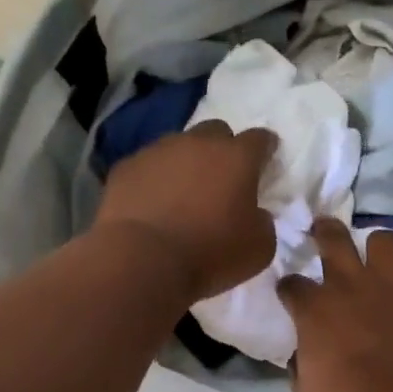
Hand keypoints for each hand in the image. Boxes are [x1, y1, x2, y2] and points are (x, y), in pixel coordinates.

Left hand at [95, 120, 278, 303]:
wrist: (142, 260)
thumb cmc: (210, 253)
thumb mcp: (259, 248)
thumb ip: (263, 221)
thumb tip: (254, 213)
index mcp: (237, 158)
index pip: (260, 139)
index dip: (266, 149)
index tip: (266, 161)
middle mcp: (197, 143)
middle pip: (216, 131)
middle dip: (222, 149)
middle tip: (222, 178)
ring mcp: (157, 151)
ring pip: (178, 145)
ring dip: (185, 163)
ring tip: (182, 193)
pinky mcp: (125, 167)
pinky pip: (146, 166)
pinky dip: (153, 179)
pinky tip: (151, 204)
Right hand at [279, 218, 392, 391]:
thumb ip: (301, 369)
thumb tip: (302, 358)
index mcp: (314, 309)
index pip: (292, 285)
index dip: (290, 289)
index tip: (292, 296)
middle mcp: (349, 283)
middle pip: (332, 237)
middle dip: (325, 230)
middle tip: (324, 229)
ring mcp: (392, 281)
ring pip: (383, 238)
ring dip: (379, 248)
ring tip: (381, 260)